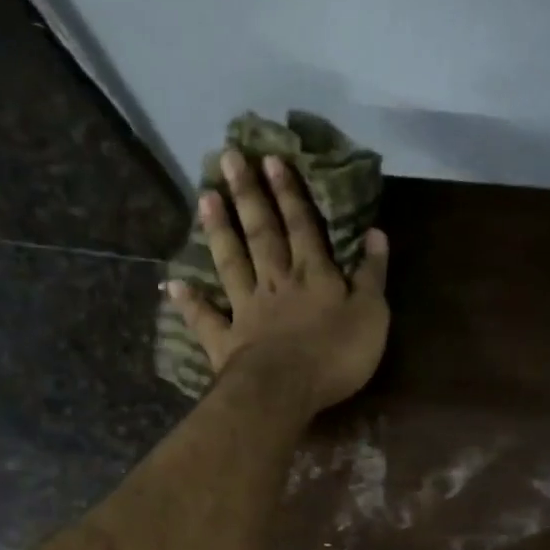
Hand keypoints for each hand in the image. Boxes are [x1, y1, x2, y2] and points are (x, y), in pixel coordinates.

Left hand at [167, 149, 390, 415]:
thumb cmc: (335, 355)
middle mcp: (276, 283)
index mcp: (313, 275)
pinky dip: (190, 303)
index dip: (289, 193)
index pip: (302, 225)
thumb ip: (373, 274)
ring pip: (231, 263)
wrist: (286, 391)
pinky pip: (206, 319)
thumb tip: (376, 233)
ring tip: (204, 197)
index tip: (271, 158)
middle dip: (248, 195)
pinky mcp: (226, 342)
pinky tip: (173, 284)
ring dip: (219, 231)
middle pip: (261, 234)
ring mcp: (246, 310)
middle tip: (228, 158)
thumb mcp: (372, 315)